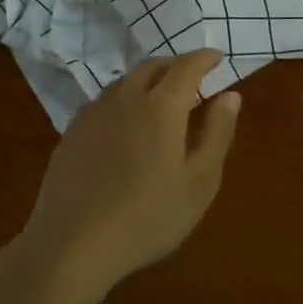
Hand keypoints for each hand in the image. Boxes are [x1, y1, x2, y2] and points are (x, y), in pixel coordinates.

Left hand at [19, 49, 241, 297]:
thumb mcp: (200, 181)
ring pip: (124, 82)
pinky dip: (123, 100)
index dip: (204, 58)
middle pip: (152, 67)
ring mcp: (93, 114)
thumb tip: (230, 95)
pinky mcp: (71, 134)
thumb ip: (217, 133)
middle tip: (192, 78)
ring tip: (160, 99)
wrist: (72, 245)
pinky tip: (124, 124)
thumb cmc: (149, 217)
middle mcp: (125, 98)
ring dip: (147, 81)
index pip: (187, 67)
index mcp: (161, 106)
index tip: (217, 58)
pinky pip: (103, 102)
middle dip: (175, 66)